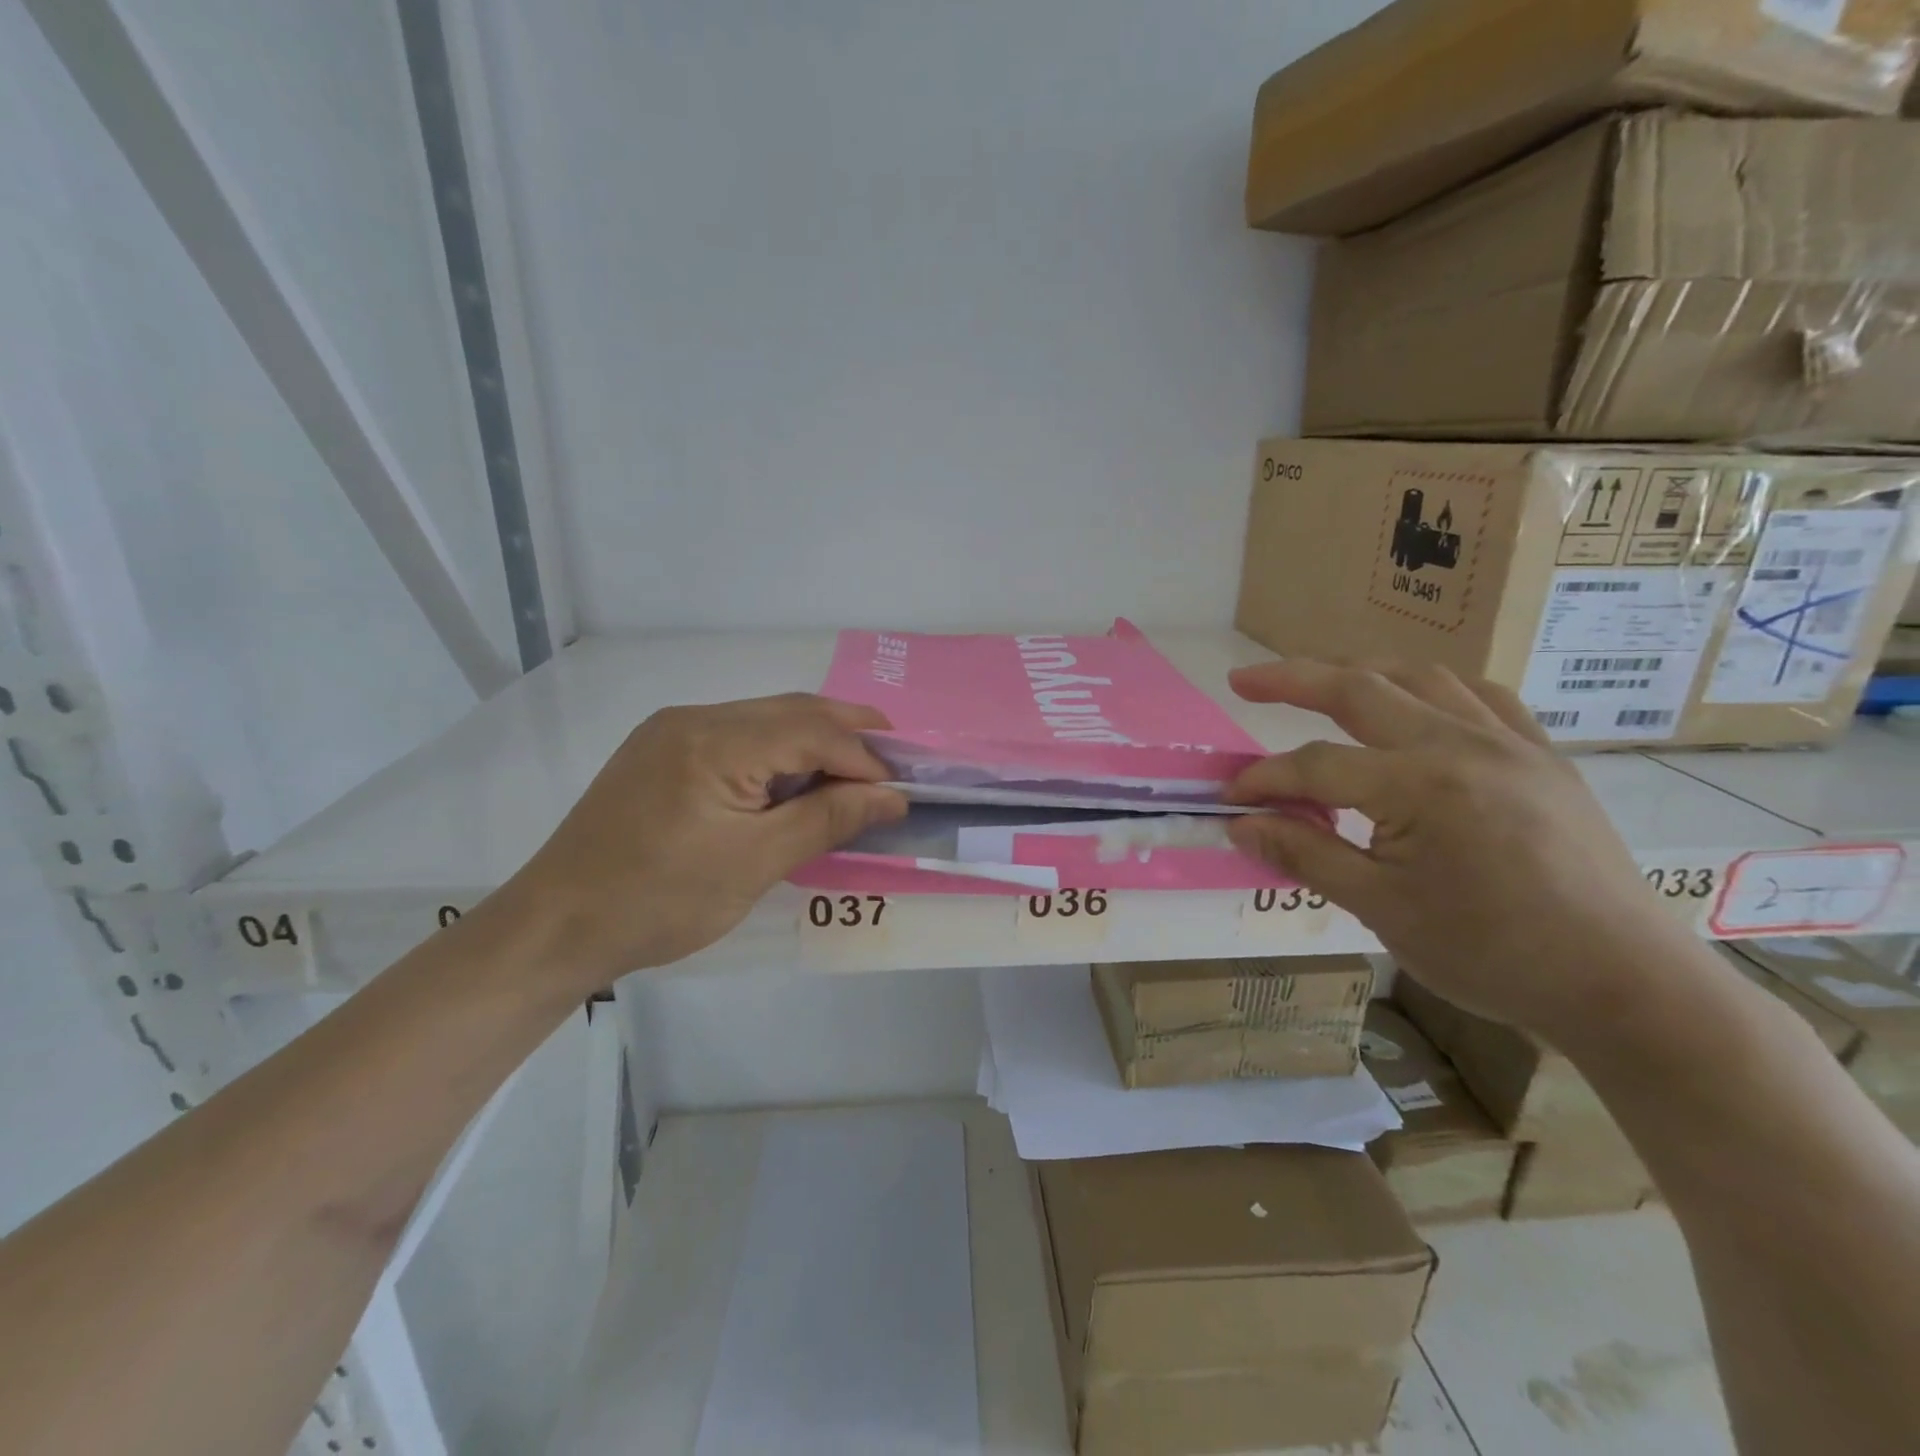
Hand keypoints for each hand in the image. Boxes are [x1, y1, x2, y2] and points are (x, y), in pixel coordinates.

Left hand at [502, 694, 907, 988]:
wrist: (555, 926)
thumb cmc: (659, 902)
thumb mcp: (755, 864)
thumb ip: (828, 820)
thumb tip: (891, 797)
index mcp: (715, 742)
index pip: (812, 731)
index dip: (863, 757)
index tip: (899, 791)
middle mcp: (693, 719)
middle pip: (791, 711)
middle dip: (847, 732)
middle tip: (893, 762)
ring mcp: (671, 731)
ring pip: (764, 720)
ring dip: (813, 741)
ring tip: (853, 773)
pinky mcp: (660, 751)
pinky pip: (737, 737)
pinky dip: (777, 753)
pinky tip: (794, 781)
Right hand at [1224, 661, 1685, 1042]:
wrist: (1624, 985)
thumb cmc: (1492, 954)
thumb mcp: (1381, 910)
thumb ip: (1305, 855)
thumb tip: (1241, 825)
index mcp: (1420, 786)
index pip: (1315, 766)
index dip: (1264, 780)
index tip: (1230, 800)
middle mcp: (1462, 744)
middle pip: (1360, 689)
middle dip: (1292, 678)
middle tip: (1244, 680)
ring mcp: (1510, 743)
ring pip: (1421, 678)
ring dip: (1360, 671)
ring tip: (1320, 678)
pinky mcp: (1543, 756)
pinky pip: (1481, 696)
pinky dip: (1432, 688)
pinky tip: (1415, 700)